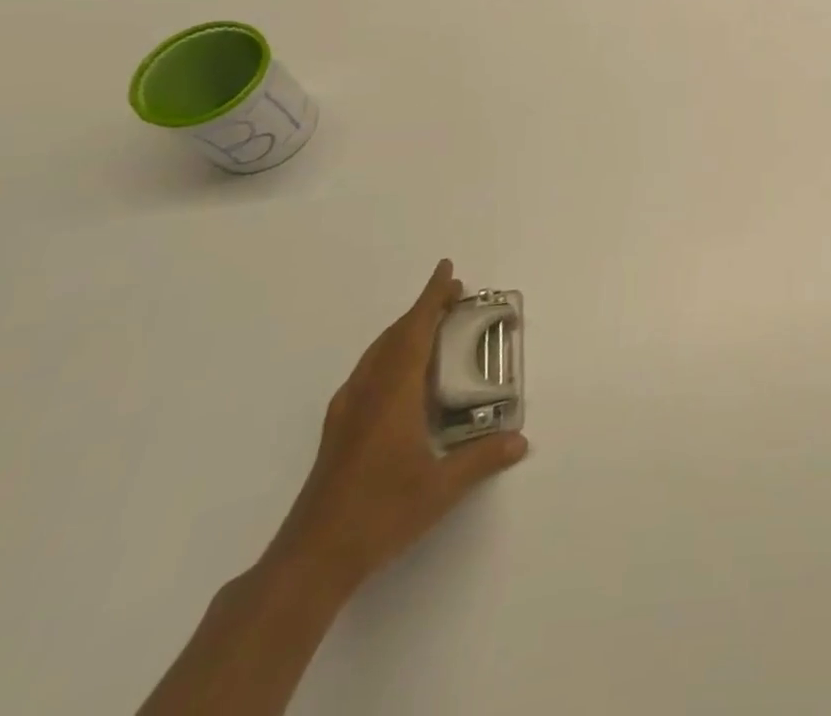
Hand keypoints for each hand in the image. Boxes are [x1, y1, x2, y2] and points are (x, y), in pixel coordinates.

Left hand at [268, 260, 527, 596]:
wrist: (310, 561)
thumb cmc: (379, 515)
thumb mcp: (440, 490)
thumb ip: (482, 459)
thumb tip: (521, 441)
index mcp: (392, 395)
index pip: (415, 331)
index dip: (432, 298)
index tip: (447, 270)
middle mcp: (366, 394)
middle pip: (394, 336)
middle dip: (422, 310)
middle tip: (453, 295)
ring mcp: (346, 413)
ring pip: (377, 354)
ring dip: (404, 331)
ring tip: (432, 326)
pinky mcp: (338, 432)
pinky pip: (368, 372)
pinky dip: (390, 354)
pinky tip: (400, 375)